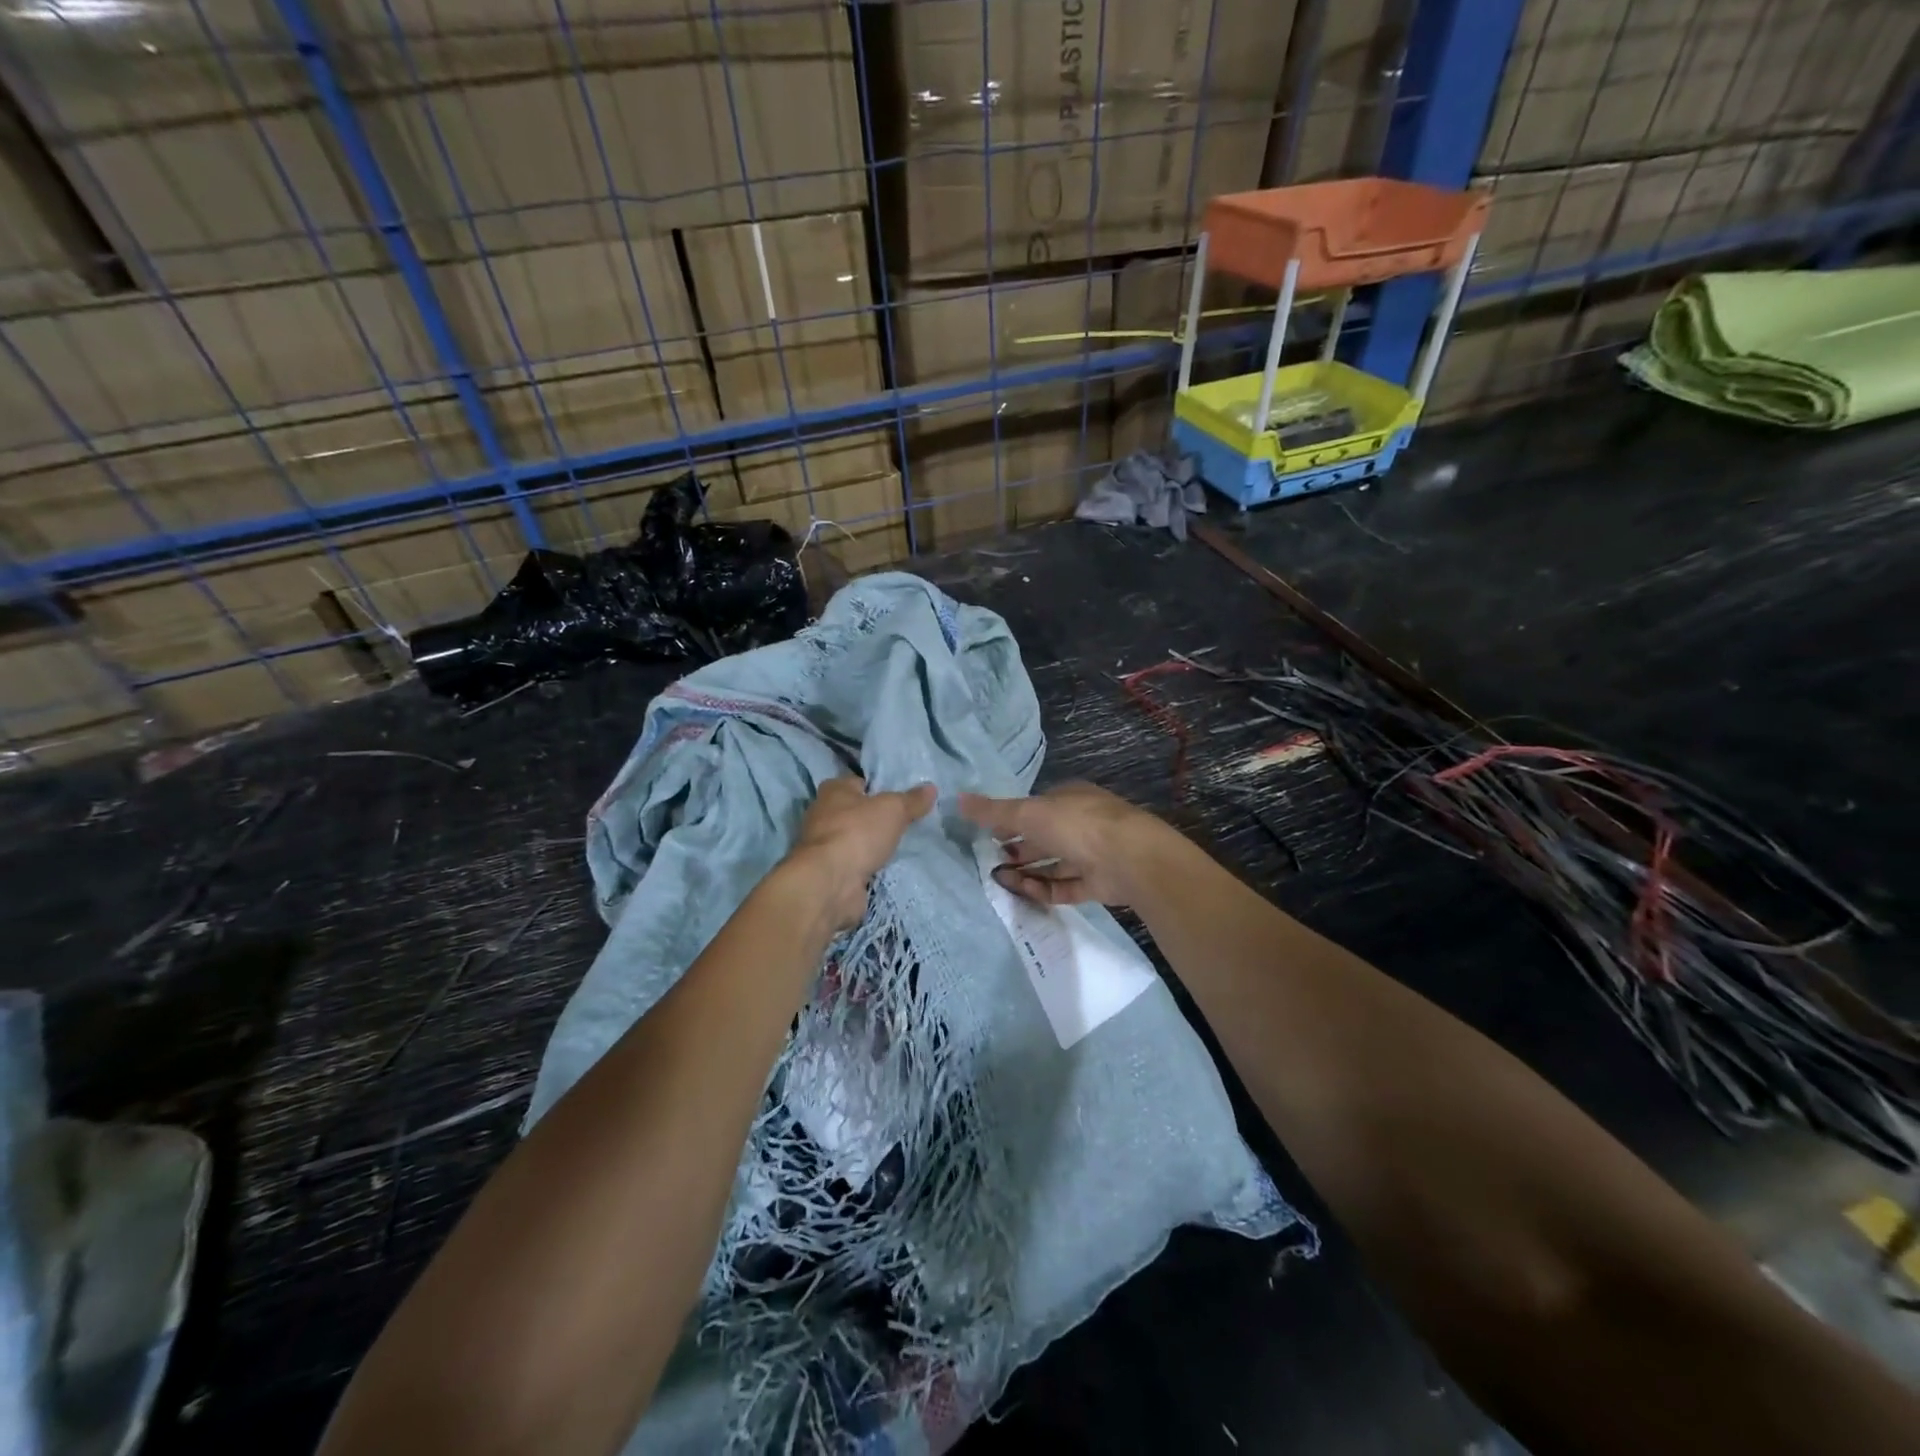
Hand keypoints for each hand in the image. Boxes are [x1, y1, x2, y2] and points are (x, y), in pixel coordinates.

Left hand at [786, 776, 936, 931]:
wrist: (831, 881)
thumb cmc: (858, 832)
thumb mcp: (893, 810)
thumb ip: (912, 800)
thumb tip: (931, 788)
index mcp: (834, 790)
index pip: (857, 781)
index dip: (876, 787)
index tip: (897, 796)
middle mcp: (823, 814)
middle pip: (854, 810)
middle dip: (873, 816)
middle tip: (901, 821)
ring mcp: (823, 845)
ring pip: (853, 838)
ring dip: (869, 843)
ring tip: (897, 845)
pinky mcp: (828, 870)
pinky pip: (852, 862)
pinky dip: (865, 865)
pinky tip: (883, 867)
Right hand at [959, 782, 1168, 906]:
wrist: (1130, 859)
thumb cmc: (1077, 825)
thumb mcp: (1028, 813)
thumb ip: (994, 811)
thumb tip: (958, 799)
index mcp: (1069, 799)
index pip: (1035, 808)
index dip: (1011, 820)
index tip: (987, 835)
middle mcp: (1081, 824)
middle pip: (1043, 838)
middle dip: (1017, 849)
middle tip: (990, 862)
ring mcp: (1092, 855)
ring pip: (1053, 863)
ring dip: (1026, 871)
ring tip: (999, 880)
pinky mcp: (1097, 883)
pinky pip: (1064, 886)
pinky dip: (1042, 888)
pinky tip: (1021, 892)